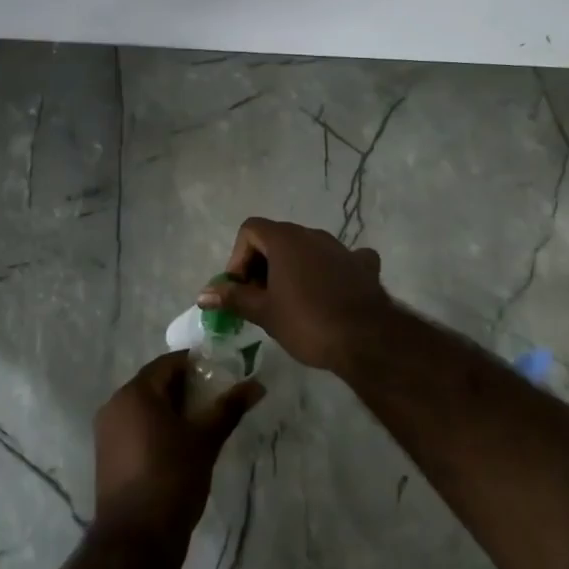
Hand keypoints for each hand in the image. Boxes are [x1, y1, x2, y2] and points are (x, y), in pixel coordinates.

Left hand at [94, 353, 262, 541]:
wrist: (136, 540)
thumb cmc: (172, 479)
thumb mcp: (205, 441)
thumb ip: (229, 408)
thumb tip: (257, 384)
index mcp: (136, 392)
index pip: (168, 363)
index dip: (196, 364)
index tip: (222, 374)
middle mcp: (115, 404)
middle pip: (154, 383)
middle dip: (185, 388)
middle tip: (216, 399)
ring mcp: (107, 431)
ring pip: (145, 407)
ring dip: (171, 409)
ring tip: (202, 423)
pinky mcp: (107, 455)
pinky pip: (135, 427)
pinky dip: (156, 428)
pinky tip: (179, 445)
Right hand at [199, 217, 390, 373]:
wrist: (366, 339)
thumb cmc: (307, 322)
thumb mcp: (264, 312)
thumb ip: (233, 298)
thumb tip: (202, 294)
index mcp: (285, 239)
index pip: (250, 230)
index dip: (239, 256)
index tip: (241, 287)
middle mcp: (312, 234)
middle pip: (277, 238)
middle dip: (263, 264)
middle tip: (260, 299)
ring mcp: (341, 247)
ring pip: (307, 249)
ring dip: (293, 268)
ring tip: (291, 302)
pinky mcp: (363, 265)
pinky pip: (340, 260)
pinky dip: (330, 271)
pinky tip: (331, 293)